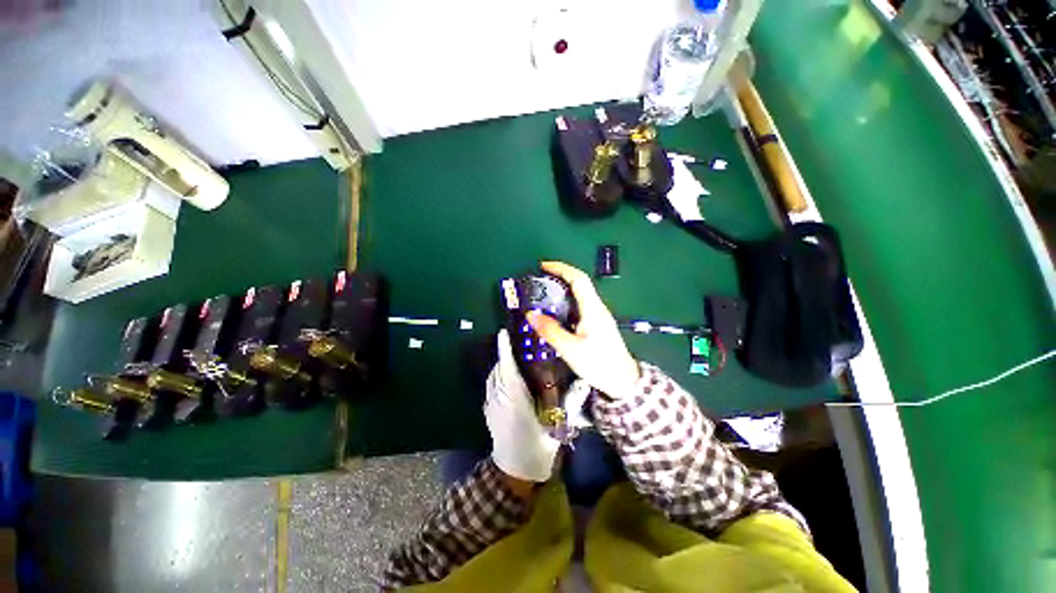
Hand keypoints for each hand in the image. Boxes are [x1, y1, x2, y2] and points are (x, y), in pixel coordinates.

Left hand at [484, 330, 560, 482]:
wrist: (514, 473)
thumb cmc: (537, 448)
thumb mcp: (556, 426)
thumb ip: (569, 404)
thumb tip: (583, 384)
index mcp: (515, 400)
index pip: (508, 369)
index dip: (505, 349)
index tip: (504, 333)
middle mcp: (499, 398)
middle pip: (498, 369)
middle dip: (505, 354)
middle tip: (518, 342)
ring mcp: (491, 405)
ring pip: (493, 376)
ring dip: (501, 364)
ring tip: (514, 356)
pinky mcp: (488, 410)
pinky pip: (491, 385)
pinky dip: (497, 376)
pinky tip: (509, 376)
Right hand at [527, 261, 639, 399]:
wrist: (623, 381)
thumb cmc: (599, 363)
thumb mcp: (570, 349)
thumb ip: (550, 331)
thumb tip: (531, 315)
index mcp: (593, 309)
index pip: (578, 279)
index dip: (561, 268)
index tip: (543, 266)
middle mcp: (597, 308)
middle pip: (579, 284)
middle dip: (559, 276)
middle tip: (539, 279)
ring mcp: (598, 316)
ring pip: (579, 295)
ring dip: (562, 289)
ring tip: (543, 293)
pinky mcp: (597, 325)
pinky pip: (580, 306)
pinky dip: (566, 302)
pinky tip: (555, 312)